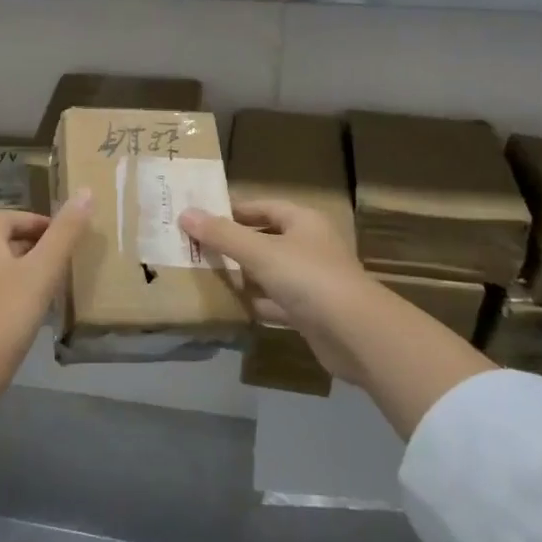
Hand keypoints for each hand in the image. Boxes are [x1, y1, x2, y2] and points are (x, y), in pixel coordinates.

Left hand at [0, 192, 91, 423]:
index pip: (7, 218)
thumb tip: (86, 192)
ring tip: (58, 285)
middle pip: (5, 243)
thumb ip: (64, 234)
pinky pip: (1, 297)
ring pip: (4, 272)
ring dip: (30, 272)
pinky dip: (21, 297)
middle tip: (67, 258)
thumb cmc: (5, 313)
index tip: (63, 234)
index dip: (35, 220)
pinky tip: (38, 314)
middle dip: (36, 246)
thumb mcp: (41, 271)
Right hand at [180, 199, 495, 435]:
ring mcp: (312, 281)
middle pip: (265, 239)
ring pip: (269, 272)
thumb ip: (222, 234)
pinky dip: (256, 303)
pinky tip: (230, 307)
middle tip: (196, 247)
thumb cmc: (308, 279)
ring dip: (242, 275)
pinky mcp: (310, 313)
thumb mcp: (260, 252)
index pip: (263, 206)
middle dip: (233, 244)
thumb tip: (185, 213)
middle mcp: (309, 246)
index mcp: (303, 221)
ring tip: (204, 275)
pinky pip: (275, 302)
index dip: (233, 210)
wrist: (357, 335)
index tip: (201, 217)